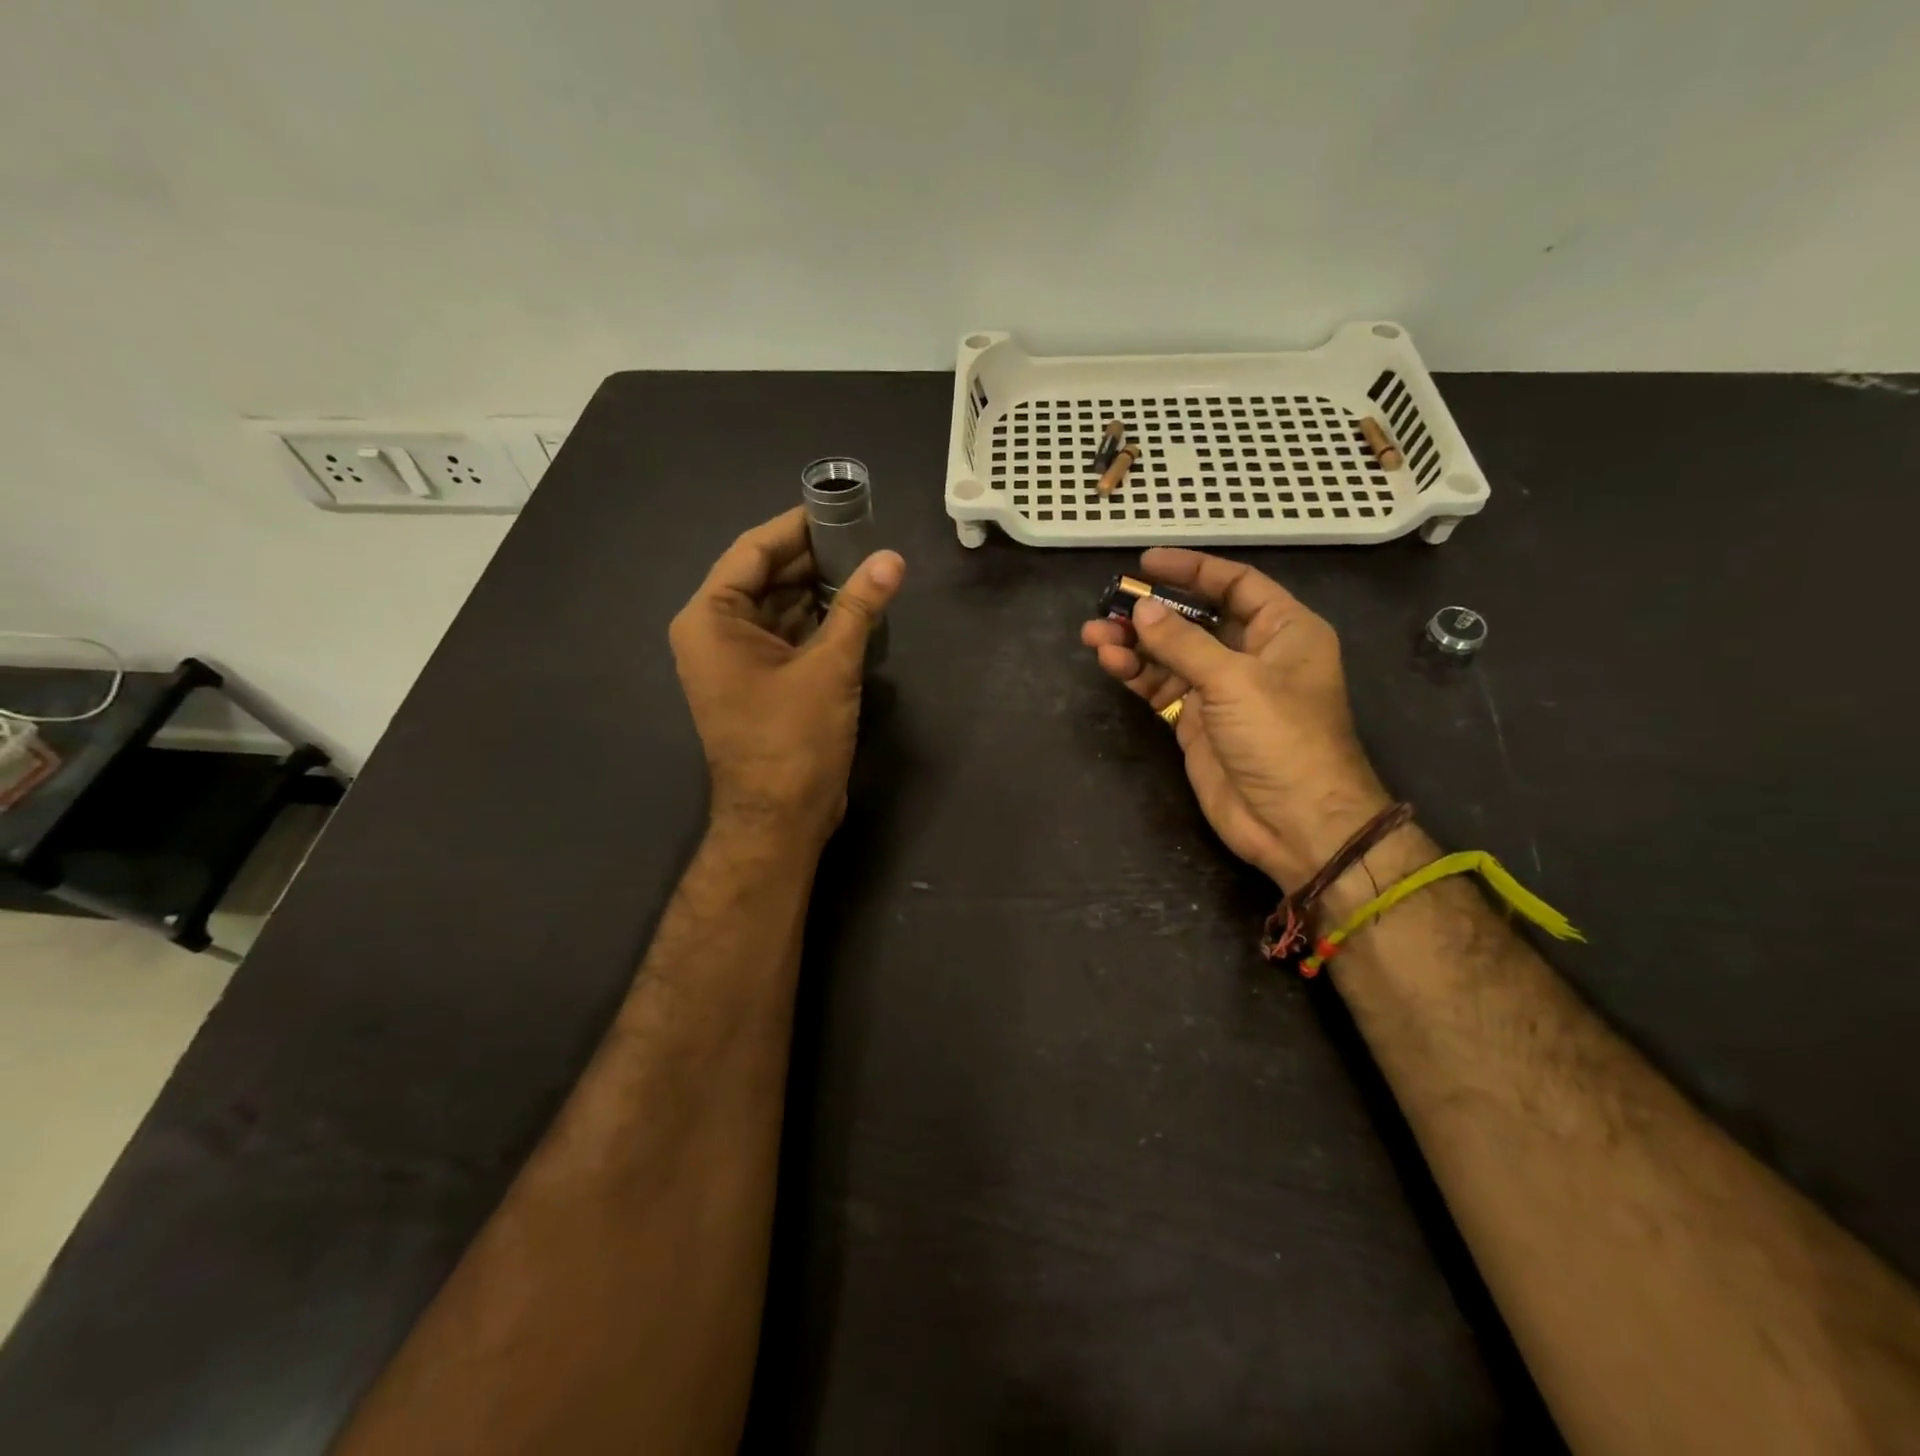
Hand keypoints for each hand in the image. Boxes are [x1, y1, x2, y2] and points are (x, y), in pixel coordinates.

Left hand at [670, 507, 903, 847]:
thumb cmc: (793, 739)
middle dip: (812, 559)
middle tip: (864, 539)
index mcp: (711, 619)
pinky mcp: (759, 683)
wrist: (780, 818)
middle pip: (764, 578)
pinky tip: (853, 610)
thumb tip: (892, 559)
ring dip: (818, 591)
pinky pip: (786, 637)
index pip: (752, 551)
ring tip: (866, 570)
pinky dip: (816, 623)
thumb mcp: (830, 667)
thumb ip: (858, 607)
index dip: (796, 527)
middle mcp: (714, 633)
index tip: (839, 508)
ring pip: (778, 608)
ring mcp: (736, 660)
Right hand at [1080, 548, 1389, 887]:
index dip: (1192, 569)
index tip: (1146, 563)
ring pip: (1171, 654)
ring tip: (1093, 635)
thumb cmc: (1281, 737)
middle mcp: (1252, 654)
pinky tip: (1110, 662)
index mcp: (1284, 630)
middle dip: (1152, 611)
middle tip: (1108, 604)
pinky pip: (1161, 686)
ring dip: (1134, 643)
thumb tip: (1141, 609)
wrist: (1295, 822)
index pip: (1235, 584)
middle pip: (1196, 618)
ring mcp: (1221, 690)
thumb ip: (1184, 642)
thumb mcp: (1235, 680)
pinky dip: (1136, 673)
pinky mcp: (1195, 722)